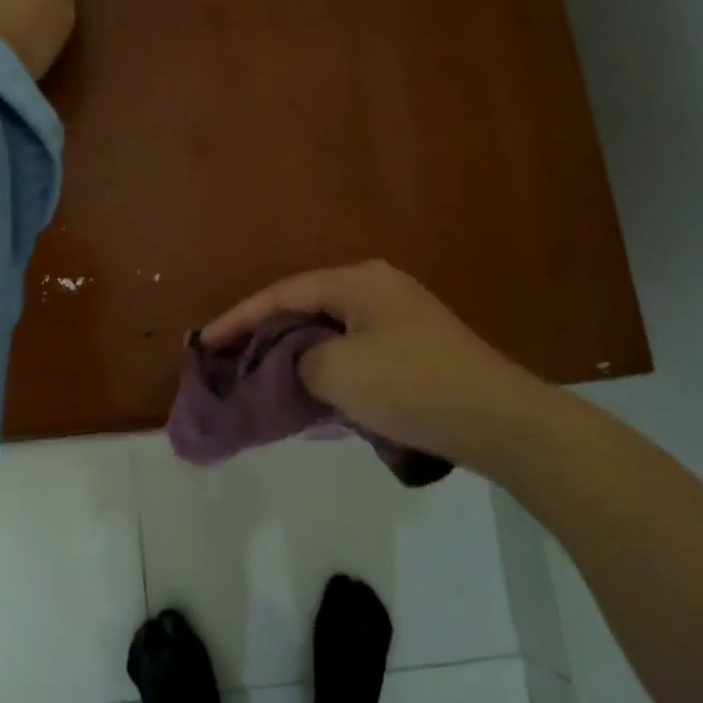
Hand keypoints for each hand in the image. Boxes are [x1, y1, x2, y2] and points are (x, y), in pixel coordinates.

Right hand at [201, 261, 547, 462]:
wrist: (498, 420)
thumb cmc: (411, 386)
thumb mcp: (337, 372)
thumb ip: (297, 360)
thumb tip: (295, 365)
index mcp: (357, 282)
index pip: (282, 294)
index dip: (238, 318)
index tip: (204, 342)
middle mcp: (377, 289)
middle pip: (304, 308)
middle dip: (263, 335)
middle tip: (227, 360)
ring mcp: (398, 319)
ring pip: (328, 332)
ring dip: (292, 354)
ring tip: (258, 376)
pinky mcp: (412, 349)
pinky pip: (351, 352)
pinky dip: (322, 368)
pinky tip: (306, 390)